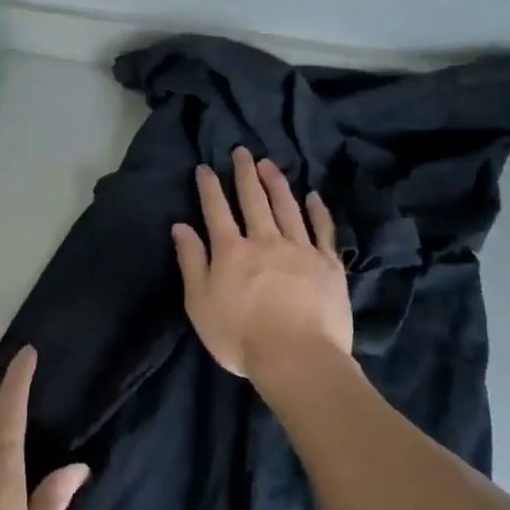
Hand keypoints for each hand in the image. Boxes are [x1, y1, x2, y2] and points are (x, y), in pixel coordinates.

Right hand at [172, 147, 356, 384]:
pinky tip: (312, 196)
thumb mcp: (199, 303)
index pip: (216, 210)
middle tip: (241, 152)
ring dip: (276, 183)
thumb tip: (181, 227)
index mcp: (230, 250)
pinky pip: (322, 229)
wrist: (297, 358)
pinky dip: (317, 210)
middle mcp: (264, 240)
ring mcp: (300, 249)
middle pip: (253, 199)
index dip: (208, 187)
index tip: (204, 167)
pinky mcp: (328, 264)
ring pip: (286, 207)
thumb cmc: (239, 336)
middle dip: (244, 174)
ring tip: (269, 164)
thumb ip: (191, 262)